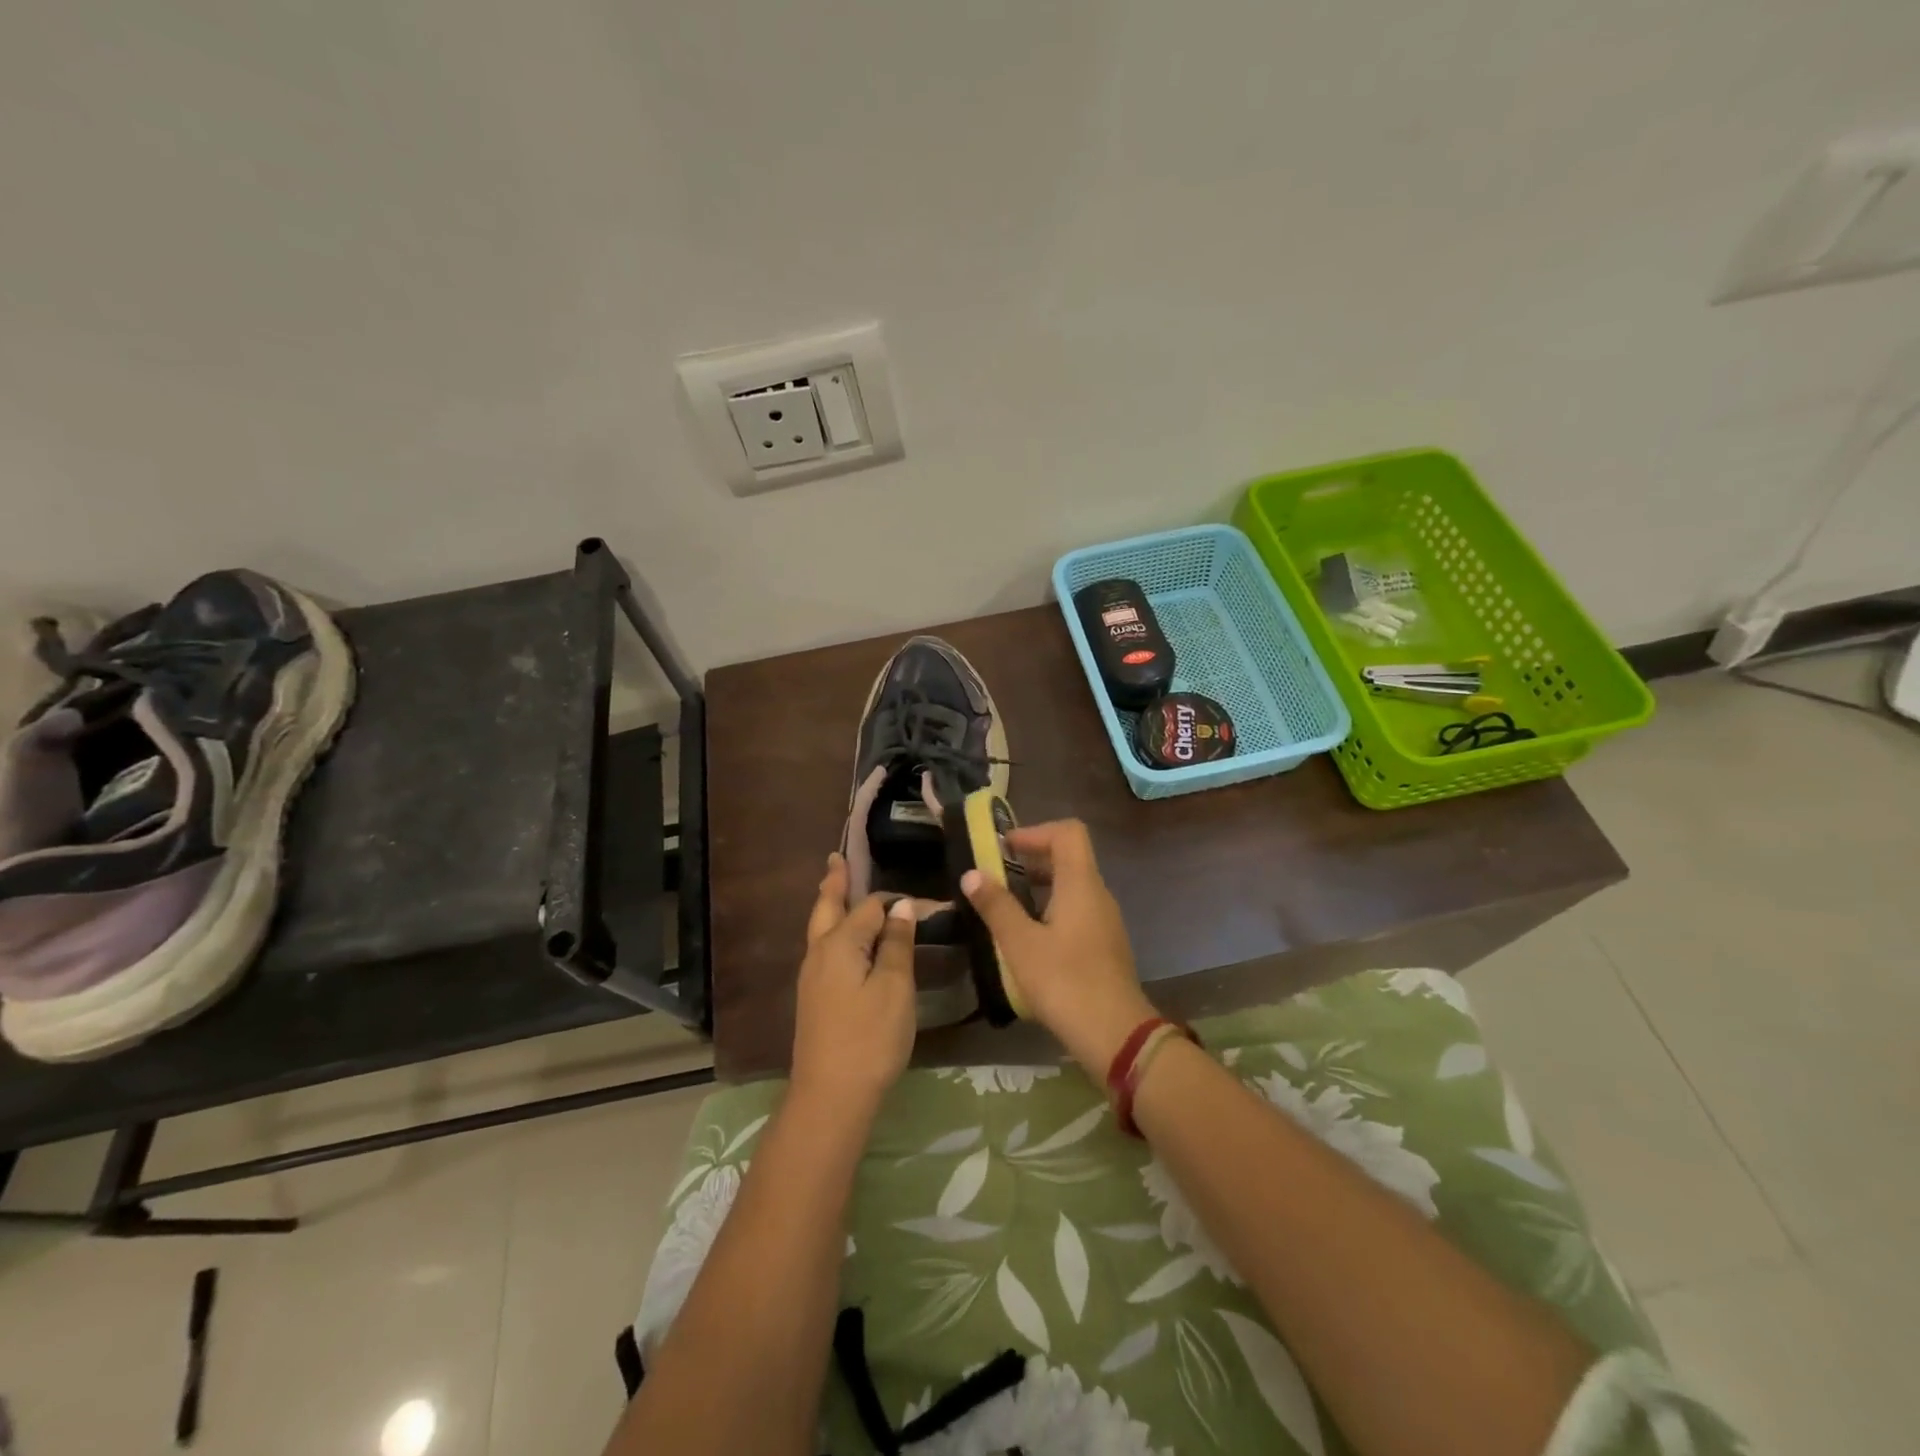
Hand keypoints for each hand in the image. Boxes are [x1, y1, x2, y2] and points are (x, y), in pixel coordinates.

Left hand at [790, 853, 917, 1114]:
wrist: (830, 1096)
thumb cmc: (870, 1038)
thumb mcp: (895, 988)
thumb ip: (898, 944)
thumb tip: (901, 907)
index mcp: (840, 943)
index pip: (871, 907)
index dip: (897, 902)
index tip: (926, 903)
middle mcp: (820, 952)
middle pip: (827, 908)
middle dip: (834, 883)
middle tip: (836, 859)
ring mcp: (812, 977)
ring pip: (820, 928)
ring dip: (830, 905)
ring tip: (835, 888)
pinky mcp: (813, 998)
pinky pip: (823, 949)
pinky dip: (832, 931)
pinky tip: (842, 941)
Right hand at [960, 819, 1157, 1077]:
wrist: (1116, 1036)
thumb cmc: (1065, 982)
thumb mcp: (1020, 944)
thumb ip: (996, 906)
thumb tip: (972, 874)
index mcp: (1081, 884)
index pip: (1068, 832)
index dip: (1035, 832)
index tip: (1004, 848)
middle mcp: (1098, 895)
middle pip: (1069, 858)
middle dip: (1031, 860)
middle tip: (995, 876)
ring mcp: (1105, 921)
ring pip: (1071, 887)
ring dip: (1038, 888)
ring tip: (1004, 908)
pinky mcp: (1104, 945)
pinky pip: (1076, 912)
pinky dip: (1050, 911)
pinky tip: (1027, 939)